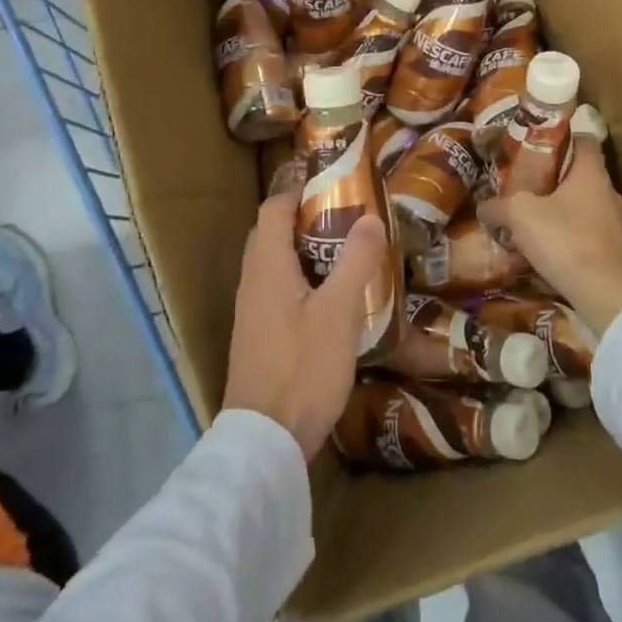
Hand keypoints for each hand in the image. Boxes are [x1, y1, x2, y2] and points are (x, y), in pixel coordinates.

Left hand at [222, 189, 389, 460]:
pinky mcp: (257, 337)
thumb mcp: (339, 312)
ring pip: (272, 264)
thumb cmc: (303, 368)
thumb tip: (370, 217)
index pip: (273, 210)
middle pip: (270, 234)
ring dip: (301, 249)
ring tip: (342, 250)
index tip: (329, 181)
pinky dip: (299, 278)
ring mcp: (251, 312)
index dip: (297, 190)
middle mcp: (252, 283)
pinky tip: (328, 297)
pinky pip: (275, 289)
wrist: (265, 441)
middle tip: (342, 215)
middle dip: (301, 218)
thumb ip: (355, 261)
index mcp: (267, 267)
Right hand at [480, 135, 621, 336]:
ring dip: (560, 208)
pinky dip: (567, 233)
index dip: (563, 135)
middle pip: (580, 173)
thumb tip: (482, 206)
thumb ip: (498, 206)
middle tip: (525, 180)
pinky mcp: (613, 250)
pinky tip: (545, 246)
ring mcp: (615, 223)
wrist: (603, 294)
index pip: (584, 139)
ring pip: (583, 204)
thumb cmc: (564, 239)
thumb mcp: (520, 215)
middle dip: (554, 176)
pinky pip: (586, 231)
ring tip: (531, 215)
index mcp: (592, 173)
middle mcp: (609, 192)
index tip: (539, 140)